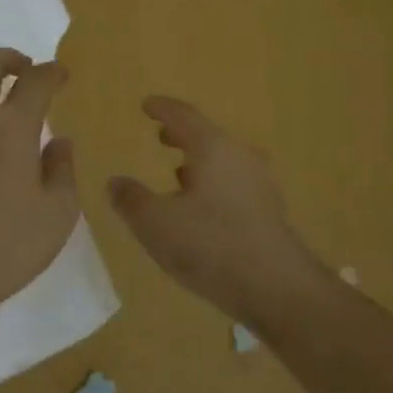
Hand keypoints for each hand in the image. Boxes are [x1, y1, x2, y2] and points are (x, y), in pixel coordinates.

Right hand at [107, 97, 328, 324]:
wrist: (277, 287)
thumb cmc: (211, 245)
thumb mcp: (155, 224)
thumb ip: (131, 200)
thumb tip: (115, 182)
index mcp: (213, 148)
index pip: (184, 116)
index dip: (162, 109)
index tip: (147, 104)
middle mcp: (241, 157)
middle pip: (208, 136)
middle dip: (182, 135)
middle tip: (161, 135)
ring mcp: (260, 184)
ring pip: (224, 161)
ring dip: (199, 162)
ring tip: (178, 171)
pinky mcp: (269, 211)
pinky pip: (235, 184)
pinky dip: (214, 184)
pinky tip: (203, 207)